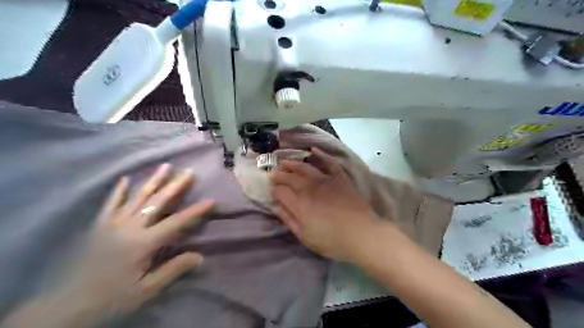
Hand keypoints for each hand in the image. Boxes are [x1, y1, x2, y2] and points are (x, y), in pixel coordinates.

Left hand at [72, 163, 213, 317]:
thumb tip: (200, 256)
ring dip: (153, 180)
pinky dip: (119, 191)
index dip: (195, 211)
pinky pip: (110, 204)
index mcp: (143, 242)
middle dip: (175, 185)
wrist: (66, 306)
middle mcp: (130, 227)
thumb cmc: (112, 298)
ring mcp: (112, 224)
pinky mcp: (99, 226)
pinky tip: (125, 179)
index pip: (176, 222)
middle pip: (157, 202)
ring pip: (137, 197)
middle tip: (188, 171)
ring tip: (165, 166)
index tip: (211, 200)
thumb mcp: (146, 290)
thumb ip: (173, 270)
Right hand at [272, 147, 380, 262]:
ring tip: (285, 162)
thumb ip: (288, 219)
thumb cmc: (332, 240)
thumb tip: (275, 206)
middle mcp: (309, 188)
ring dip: (293, 163)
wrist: (361, 233)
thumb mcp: (305, 236)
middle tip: (273, 172)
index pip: (280, 191)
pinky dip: (320, 155)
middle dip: (279, 174)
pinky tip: (313, 150)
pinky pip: (328, 162)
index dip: (274, 188)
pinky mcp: (339, 177)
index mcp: (299, 203)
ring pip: (305, 167)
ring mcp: (325, 180)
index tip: (271, 188)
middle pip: (290, 177)